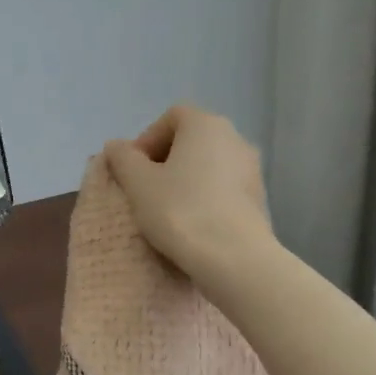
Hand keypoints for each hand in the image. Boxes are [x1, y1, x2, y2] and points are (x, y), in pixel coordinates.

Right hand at [102, 104, 273, 285]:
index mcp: (205, 125)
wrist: (234, 257)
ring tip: (167, 209)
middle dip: (164, 160)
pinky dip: (205, 197)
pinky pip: (223, 187)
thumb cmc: (180, 210)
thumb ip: (123, 158)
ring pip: (208, 165)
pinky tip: (192, 223)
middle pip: (191, 139)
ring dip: (185, 180)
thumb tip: (116, 146)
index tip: (132, 169)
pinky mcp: (259, 198)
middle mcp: (235, 137)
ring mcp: (252, 168)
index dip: (146, 139)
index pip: (171, 117)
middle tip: (144, 190)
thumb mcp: (137, 183)